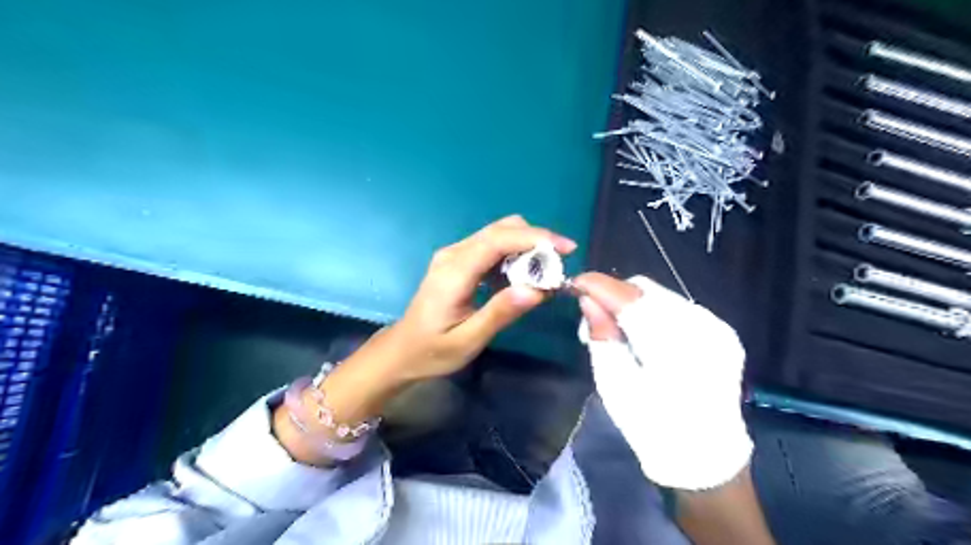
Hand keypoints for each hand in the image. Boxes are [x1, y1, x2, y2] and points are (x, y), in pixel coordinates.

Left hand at [273, 216, 569, 465]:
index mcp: (454, 271)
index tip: (567, 248)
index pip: (498, 240)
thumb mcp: (468, 340)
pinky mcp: (457, 261)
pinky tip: (521, 279)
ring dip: (526, 248)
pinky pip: (491, 248)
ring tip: (544, 276)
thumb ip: (500, 313)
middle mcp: (453, 254)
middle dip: (535, 241)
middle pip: (501, 230)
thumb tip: (536, 290)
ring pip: (498, 235)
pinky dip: (513, 256)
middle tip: (558, 267)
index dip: (535, 238)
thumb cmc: (432, 351)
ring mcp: (454, 255)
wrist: (401, 350)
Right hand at [575, 273, 748, 488]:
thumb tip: (588, 300)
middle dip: (613, 295)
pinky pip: (676, 307)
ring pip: (661, 295)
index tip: (574, 284)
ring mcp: (717, 328)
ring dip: (632, 303)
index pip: (630, 299)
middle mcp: (703, 329)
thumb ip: (602, 338)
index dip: (599, 286)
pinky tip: (642, 333)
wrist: (705, 457)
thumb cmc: (652, 428)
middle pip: (646, 291)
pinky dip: (652, 312)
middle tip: (592, 316)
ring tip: (616, 328)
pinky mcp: (722, 332)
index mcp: (675, 349)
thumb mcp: (615, 386)